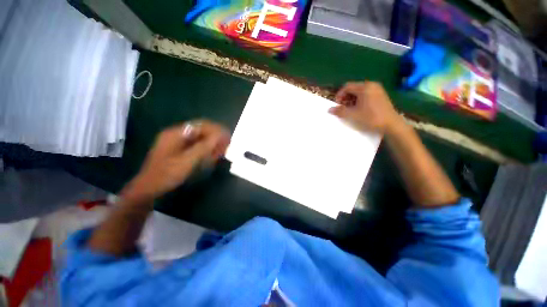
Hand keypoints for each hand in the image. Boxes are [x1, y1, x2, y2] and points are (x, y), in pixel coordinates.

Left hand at [122, 120, 230, 203]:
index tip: (228, 137)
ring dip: (212, 145)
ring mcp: (178, 143)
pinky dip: (206, 151)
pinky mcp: (180, 151)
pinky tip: (212, 157)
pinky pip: (197, 147)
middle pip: (202, 131)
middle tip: (227, 146)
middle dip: (216, 138)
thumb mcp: (187, 161)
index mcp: (176, 133)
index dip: (217, 130)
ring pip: (200, 139)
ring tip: (222, 152)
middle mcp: (177, 135)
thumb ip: (204, 147)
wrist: (148, 189)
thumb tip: (220, 135)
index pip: (202, 125)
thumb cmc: (166, 174)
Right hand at [329, 81, 400, 133]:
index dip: (339, 95)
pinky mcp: (381, 96)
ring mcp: (378, 90)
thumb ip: (340, 111)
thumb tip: (329, 109)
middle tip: (343, 108)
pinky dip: (360, 100)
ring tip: (350, 110)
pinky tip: (359, 109)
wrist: (391, 124)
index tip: (337, 105)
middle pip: (353, 88)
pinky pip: (366, 94)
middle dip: (346, 98)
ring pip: (360, 92)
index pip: (347, 87)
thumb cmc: (371, 118)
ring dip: (352, 100)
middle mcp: (371, 85)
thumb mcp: (353, 115)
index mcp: (364, 87)